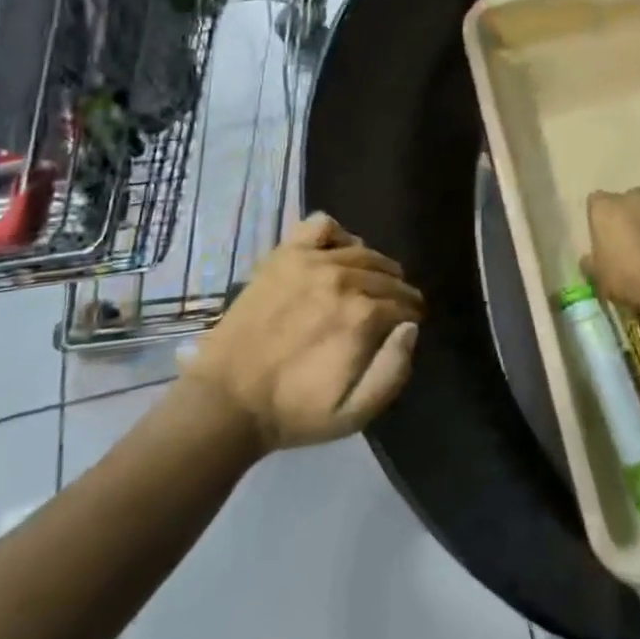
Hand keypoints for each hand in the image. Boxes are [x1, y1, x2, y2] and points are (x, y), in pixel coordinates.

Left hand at [183, 214, 421, 451]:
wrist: (228, 401)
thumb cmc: (294, 412)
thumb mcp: (354, 413)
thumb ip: (393, 371)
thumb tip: (411, 327)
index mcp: (362, 315)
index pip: (404, 304)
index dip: (409, 317)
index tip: (404, 327)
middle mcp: (343, 278)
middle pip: (387, 275)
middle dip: (397, 292)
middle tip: (392, 308)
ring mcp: (312, 261)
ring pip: (362, 251)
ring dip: (375, 267)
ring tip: (370, 284)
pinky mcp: (285, 254)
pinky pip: (321, 225)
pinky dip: (337, 235)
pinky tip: (337, 254)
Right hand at [585, 188, 639, 311]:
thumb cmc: (629, 277)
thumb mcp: (599, 278)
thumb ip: (591, 264)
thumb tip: (588, 260)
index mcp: (606, 207)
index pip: (595, 203)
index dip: (598, 222)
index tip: (602, 242)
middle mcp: (634, 197)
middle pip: (625, 204)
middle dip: (626, 221)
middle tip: (627, 249)